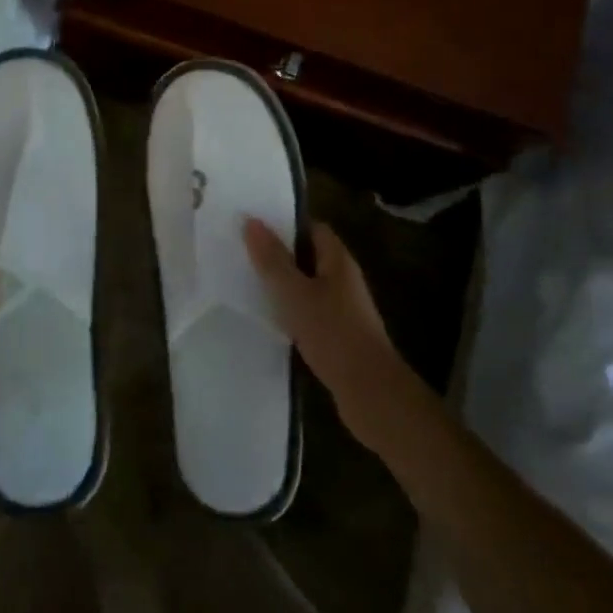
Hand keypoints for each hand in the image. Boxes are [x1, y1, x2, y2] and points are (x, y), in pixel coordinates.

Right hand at [244, 218, 408, 453]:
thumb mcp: (295, 293)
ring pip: (307, 286)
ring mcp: (343, 309)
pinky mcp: (338, 335)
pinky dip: (290, 310)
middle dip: (279, 254)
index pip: (313, 228)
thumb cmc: (333, 333)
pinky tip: (268, 318)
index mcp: (338, 261)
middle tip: (243, 252)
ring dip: (283, 284)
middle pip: (309, 256)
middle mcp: (343, 279)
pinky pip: (309, 312)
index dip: (286, 223)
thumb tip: (251, 220)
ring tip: (247, 282)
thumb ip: (272, 259)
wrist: (370, 392)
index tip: (254, 225)